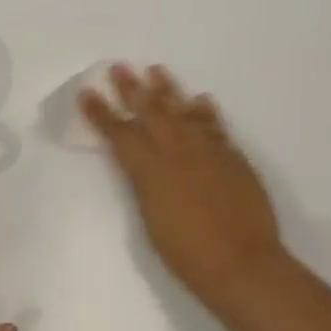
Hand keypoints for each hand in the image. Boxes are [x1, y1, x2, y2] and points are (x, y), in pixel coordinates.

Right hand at [80, 65, 286, 294]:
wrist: (242, 263)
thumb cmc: (187, 254)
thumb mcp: (151, 220)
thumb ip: (145, 185)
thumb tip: (144, 165)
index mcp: (150, 172)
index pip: (120, 135)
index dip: (101, 114)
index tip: (87, 94)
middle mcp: (176, 152)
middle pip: (151, 112)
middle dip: (132, 89)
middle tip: (120, 67)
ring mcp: (207, 151)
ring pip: (183, 111)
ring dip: (168, 90)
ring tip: (157, 70)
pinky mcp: (232, 156)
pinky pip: (214, 125)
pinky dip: (205, 111)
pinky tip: (200, 99)